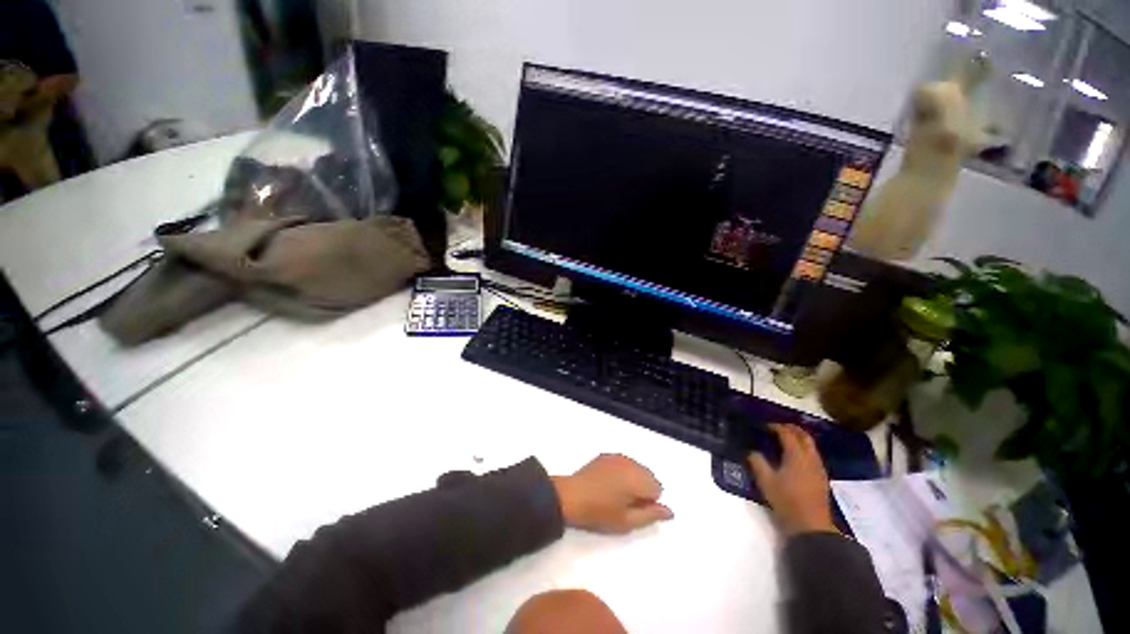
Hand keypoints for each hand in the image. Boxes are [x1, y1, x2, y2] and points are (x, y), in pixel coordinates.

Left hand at [553, 454, 673, 533]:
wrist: (571, 496)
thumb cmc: (600, 513)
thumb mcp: (627, 522)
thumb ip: (651, 515)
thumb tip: (669, 511)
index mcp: (638, 478)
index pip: (657, 488)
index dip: (648, 502)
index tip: (633, 510)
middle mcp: (631, 463)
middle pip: (648, 475)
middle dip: (642, 488)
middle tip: (625, 504)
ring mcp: (617, 457)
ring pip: (636, 468)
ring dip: (632, 479)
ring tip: (615, 494)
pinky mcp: (606, 455)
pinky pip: (623, 463)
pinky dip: (622, 472)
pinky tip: (608, 483)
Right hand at [749, 424, 836, 535]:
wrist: (811, 527)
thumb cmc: (787, 501)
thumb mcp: (766, 481)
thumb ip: (757, 462)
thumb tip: (752, 451)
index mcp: (796, 455)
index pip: (787, 433)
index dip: (775, 426)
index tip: (763, 426)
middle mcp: (810, 458)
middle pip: (804, 436)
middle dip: (791, 428)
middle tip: (776, 427)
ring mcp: (819, 468)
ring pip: (811, 446)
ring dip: (799, 438)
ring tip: (784, 441)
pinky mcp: (822, 478)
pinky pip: (813, 456)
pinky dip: (804, 449)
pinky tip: (795, 458)